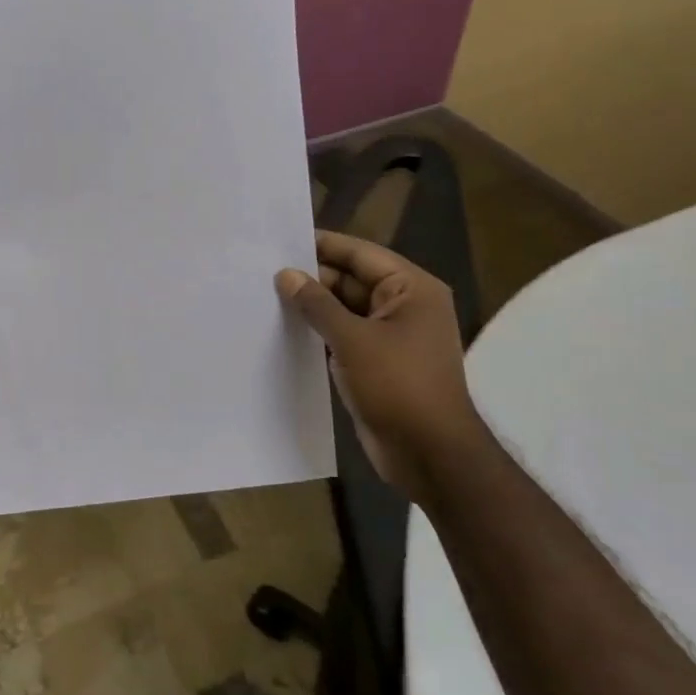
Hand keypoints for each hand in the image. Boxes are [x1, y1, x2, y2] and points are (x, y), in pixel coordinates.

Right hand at [276, 230, 486, 502]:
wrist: (431, 456)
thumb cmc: (398, 387)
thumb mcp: (353, 340)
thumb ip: (317, 304)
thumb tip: (285, 274)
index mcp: (411, 289)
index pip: (360, 254)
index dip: (322, 245)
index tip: (280, 239)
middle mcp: (405, 306)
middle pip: (352, 279)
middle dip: (313, 277)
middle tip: (264, 271)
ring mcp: (392, 336)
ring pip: (345, 308)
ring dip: (313, 306)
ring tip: (266, 296)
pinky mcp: (378, 362)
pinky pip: (344, 335)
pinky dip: (319, 331)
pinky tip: (285, 329)